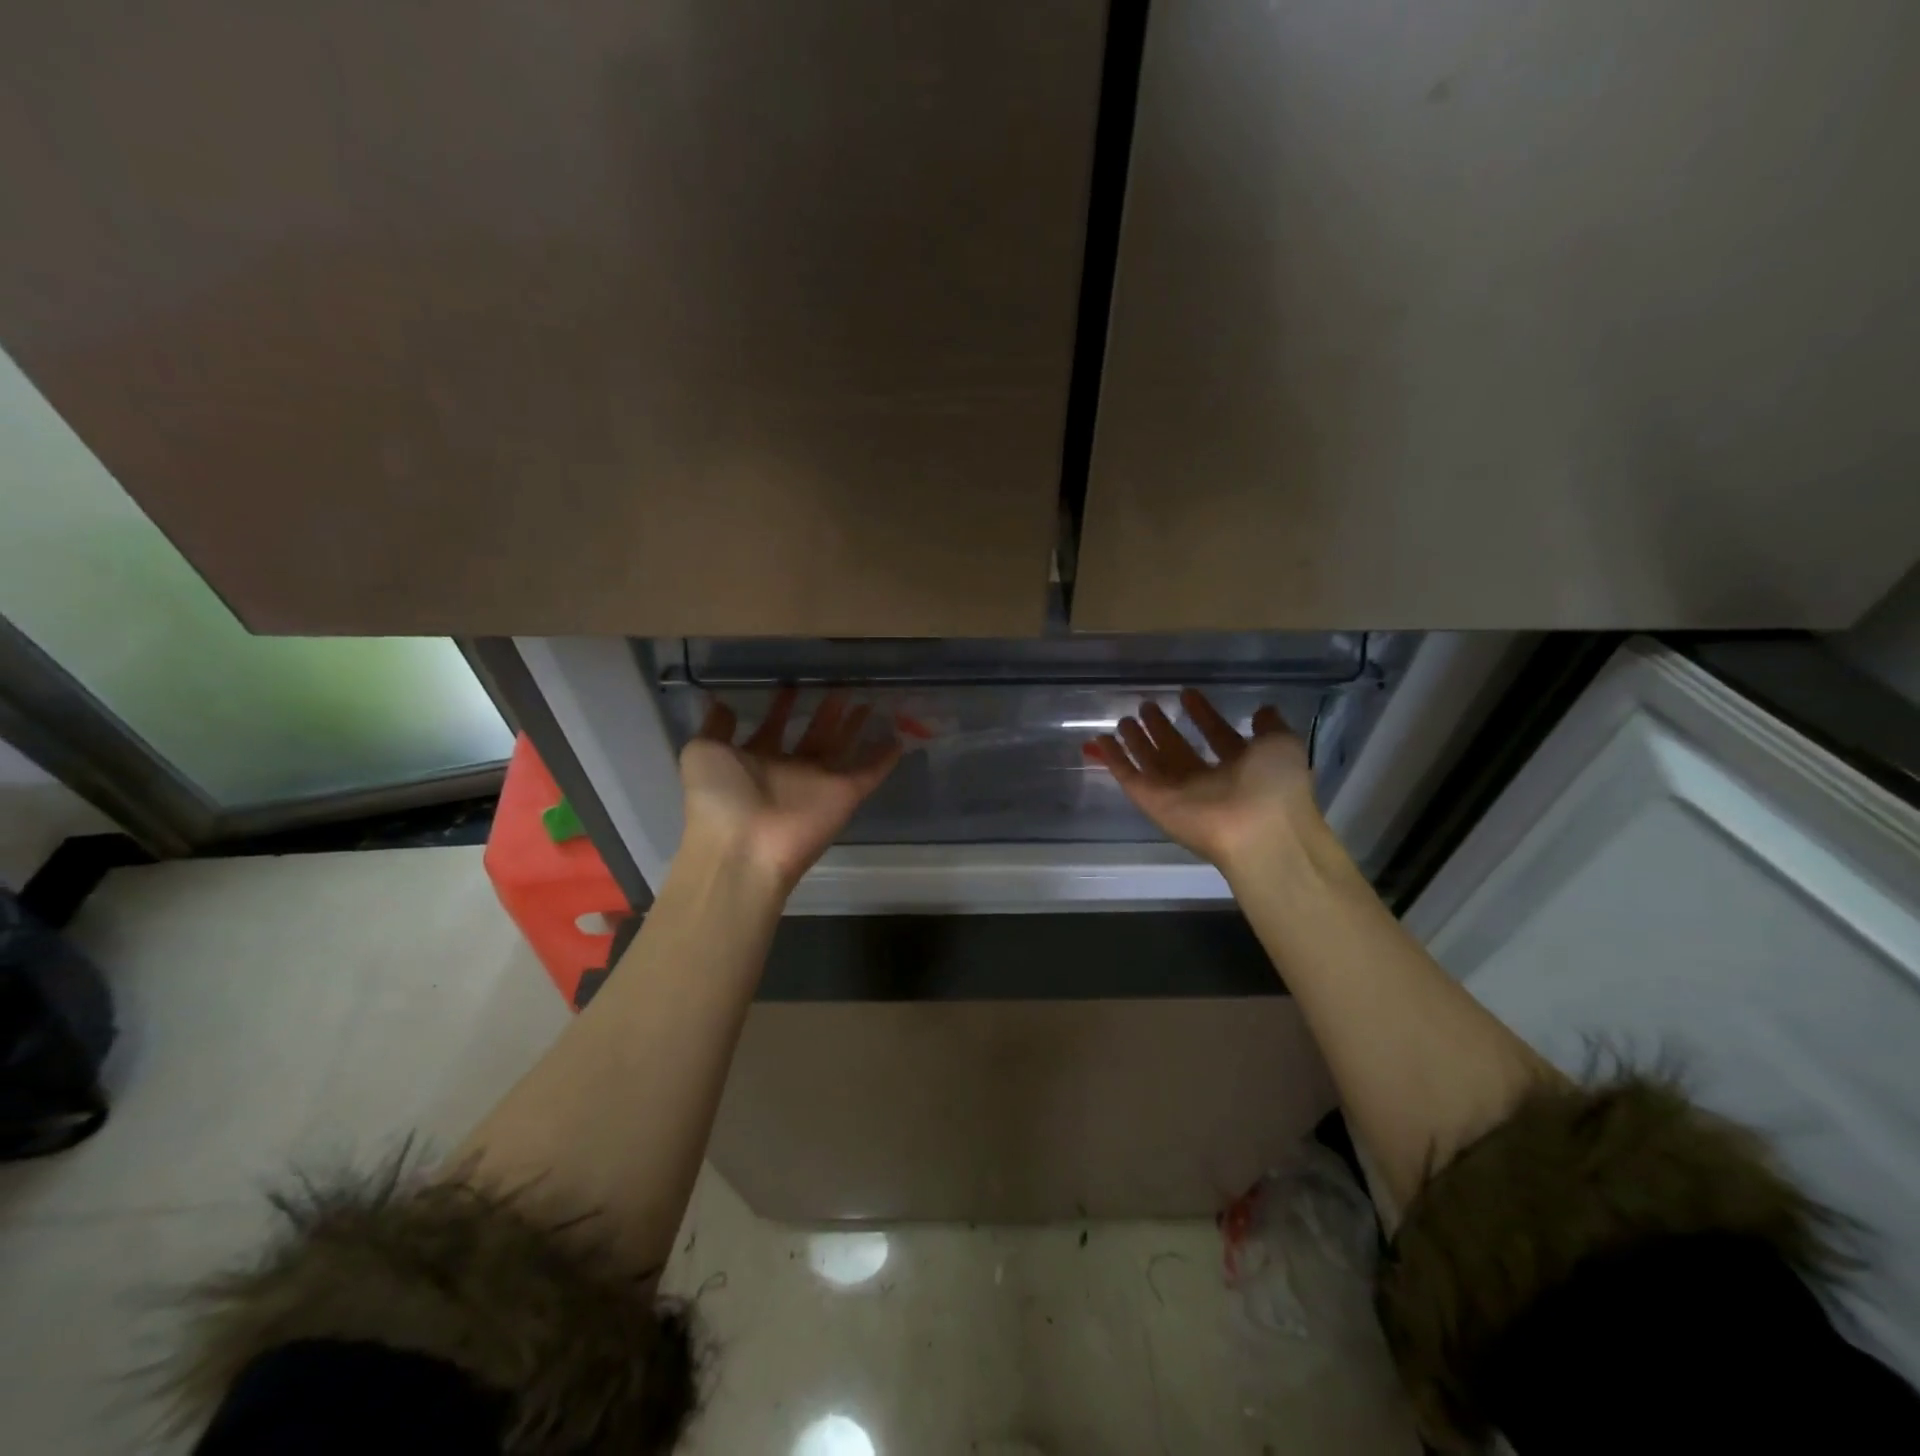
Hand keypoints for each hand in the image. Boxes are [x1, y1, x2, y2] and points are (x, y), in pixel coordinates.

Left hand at [679, 687, 900, 894]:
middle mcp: (789, 771)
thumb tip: (722, 703)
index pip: (773, 728)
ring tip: (868, 699)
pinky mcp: (845, 794)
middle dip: (826, 712)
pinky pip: (870, 773)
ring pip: (842, 748)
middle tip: (841, 686)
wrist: (743, 845)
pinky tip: (898, 737)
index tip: (793, 683)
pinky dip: (884, 758)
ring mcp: (819, 783)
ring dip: (854, 726)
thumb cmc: (718, 797)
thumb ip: (715, 727)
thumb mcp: (701, 752)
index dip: (782, 707)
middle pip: (813, 735)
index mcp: (755, 761)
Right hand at [1086, 688, 1326, 874]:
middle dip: (1163, 728)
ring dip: (1137, 742)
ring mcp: (1178, 794)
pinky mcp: (1153, 803)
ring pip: (1152, 763)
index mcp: (1240, 768)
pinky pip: (1130, 778)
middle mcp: (1208, 782)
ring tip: (1124, 718)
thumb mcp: (1282, 744)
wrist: (1259, 830)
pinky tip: (1101, 739)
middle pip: (1178, 751)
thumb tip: (1262, 710)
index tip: (1188, 694)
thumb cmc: (1275, 785)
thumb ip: (1270, 726)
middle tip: (1147, 706)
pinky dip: (1114, 760)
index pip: (1217, 736)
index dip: (1203, 715)